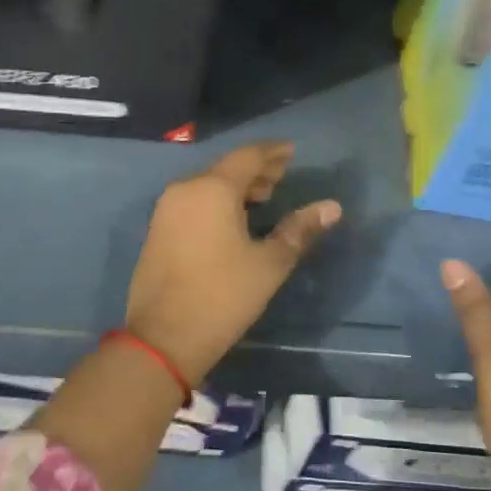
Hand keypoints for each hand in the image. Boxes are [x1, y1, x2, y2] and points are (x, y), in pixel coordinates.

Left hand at [124, 141, 341, 385]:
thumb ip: (299, 230)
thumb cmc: (222, 296)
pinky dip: (217, 201)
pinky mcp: (158, 230)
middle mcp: (185, 189)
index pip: (248, 157)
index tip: (292, 151)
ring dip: (236, 186)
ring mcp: (166, 210)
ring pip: (207, 185)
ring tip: (263, 197)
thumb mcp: (269, 264)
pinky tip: (233, 219)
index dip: (273, 153)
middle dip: (256, 170)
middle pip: (225, 168)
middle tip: (282, 176)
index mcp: (212, 189)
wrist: (162, 338)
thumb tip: (332, 207)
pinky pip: (193, 201)